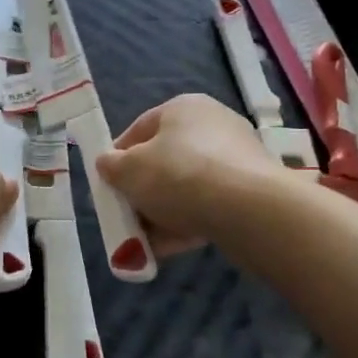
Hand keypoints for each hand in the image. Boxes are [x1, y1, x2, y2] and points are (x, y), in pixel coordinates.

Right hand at [97, 94, 290, 252]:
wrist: (248, 209)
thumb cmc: (179, 176)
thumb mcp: (129, 170)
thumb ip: (112, 166)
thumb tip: (107, 163)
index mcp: (183, 108)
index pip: (139, 129)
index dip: (117, 158)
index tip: (107, 186)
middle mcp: (212, 125)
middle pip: (164, 161)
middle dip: (142, 193)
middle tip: (126, 217)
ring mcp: (235, 158)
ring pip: (185, 188)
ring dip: (162, 215)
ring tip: (143, 244)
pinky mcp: (250, 190)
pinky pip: (208, 206)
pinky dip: (186, 224)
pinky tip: (168, 249)